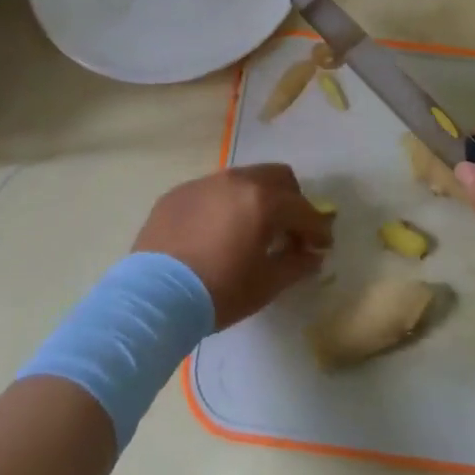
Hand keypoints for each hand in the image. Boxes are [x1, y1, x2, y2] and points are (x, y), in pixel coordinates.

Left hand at [132, 164, 332, 329]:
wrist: (153, 296)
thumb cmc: (218, 291)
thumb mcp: (266, 284)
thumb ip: (296, 265)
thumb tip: (313, 256)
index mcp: (263, 200)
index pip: (303, 209)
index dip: (317, 229)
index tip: (322, 246)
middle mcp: (236, 181)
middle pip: (278, 177)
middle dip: (291, 201)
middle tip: (289, 231)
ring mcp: (205, 183)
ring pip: (244, 179)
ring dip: (258, 199)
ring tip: (252, 230)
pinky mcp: (179, 193)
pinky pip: (213, 191)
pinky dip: (225, 205)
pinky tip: (216, 233)